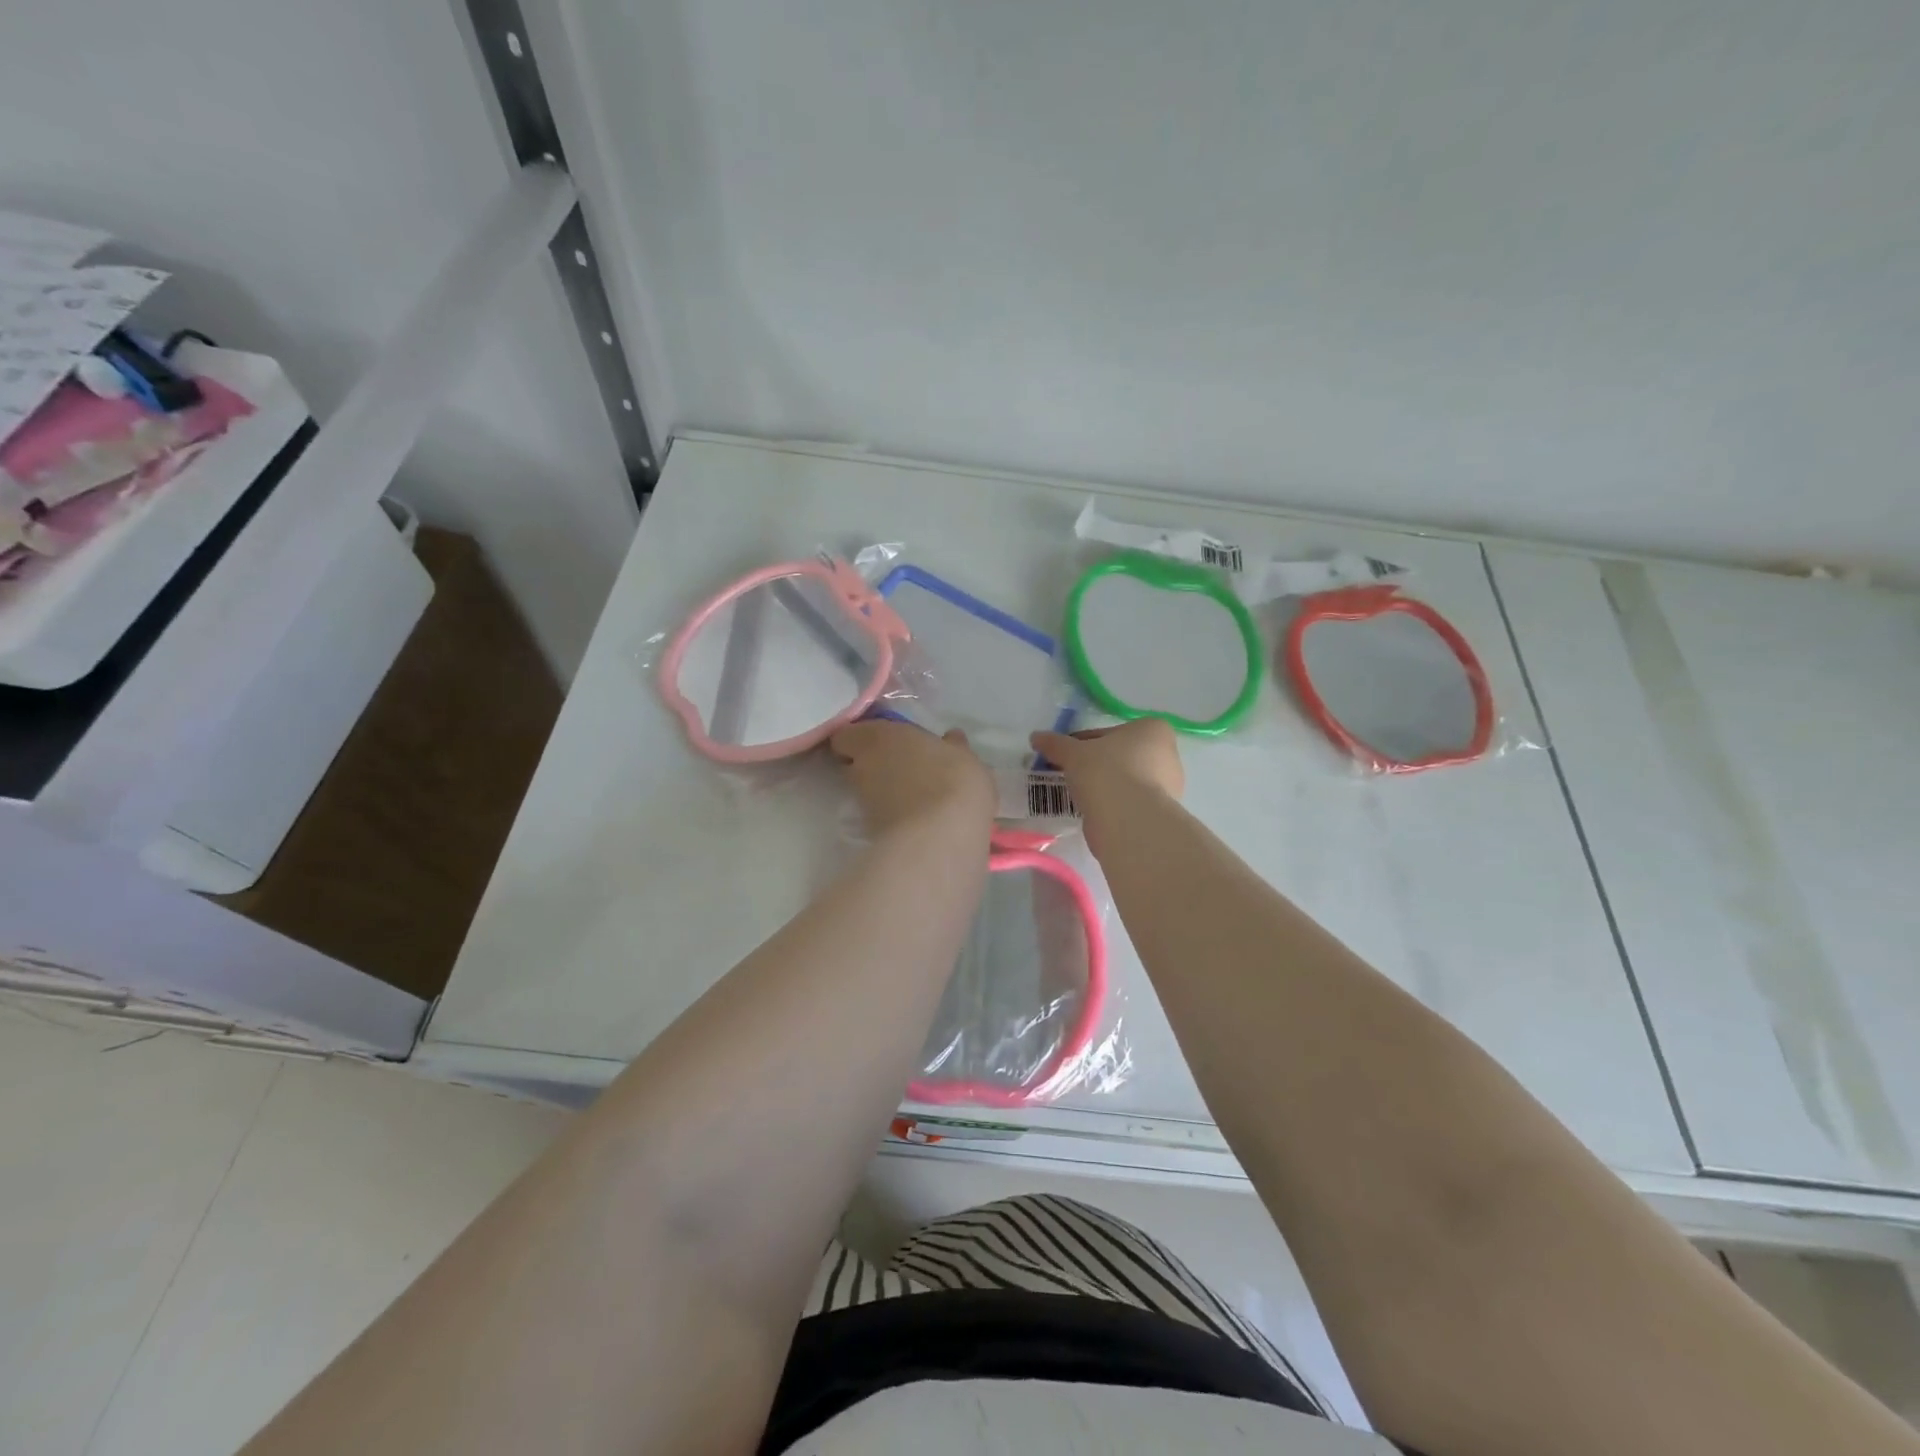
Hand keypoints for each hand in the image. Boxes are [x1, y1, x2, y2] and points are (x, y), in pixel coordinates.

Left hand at [830, 720, 994, 839]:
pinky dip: (892, 817)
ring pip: (866, 792)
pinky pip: (879, 816)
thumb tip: (951, 738)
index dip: (860, 740)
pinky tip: (917, 820)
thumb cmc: (952, 780)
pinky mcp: (870, 832)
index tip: (882, 744)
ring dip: (883, 792)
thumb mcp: (964, 757)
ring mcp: (863, 802)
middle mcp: (862, 767)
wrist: (940, 838)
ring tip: (914, 798)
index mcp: (879, 737)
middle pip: (854, 764)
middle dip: (872, 766)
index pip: (847, 736)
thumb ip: (952, 746)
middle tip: (902, 770)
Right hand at [1030, 721, 1183, 855]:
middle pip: (1119, 756)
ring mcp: (1167, 787)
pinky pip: (1128, 802)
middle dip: (1095, 764)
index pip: (1110, 732)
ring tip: (1076, 794)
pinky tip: (1091, 810)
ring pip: (1124, 780)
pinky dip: (1110, 804)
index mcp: (1153, 730)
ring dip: (1102, 785)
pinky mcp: (1158, 813)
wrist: (1128, 821)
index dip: (1083, 742)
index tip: (1066, 755)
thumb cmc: (1106, 772)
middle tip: (1069, 773)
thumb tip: (1036, 737)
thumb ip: (1056, 744)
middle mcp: (1167, 755)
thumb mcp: (1073, 753)